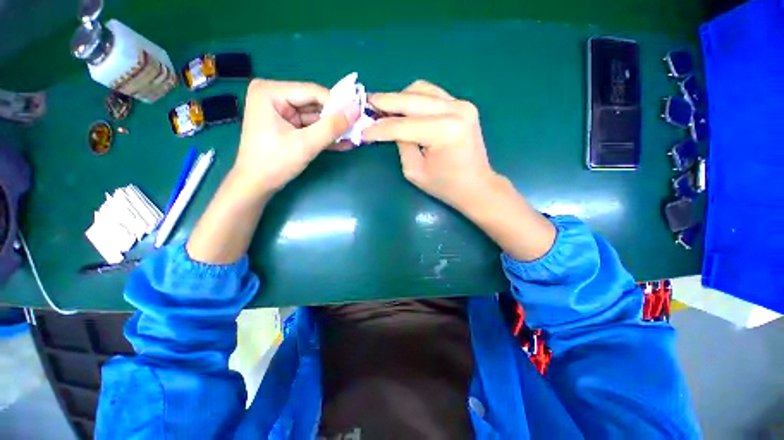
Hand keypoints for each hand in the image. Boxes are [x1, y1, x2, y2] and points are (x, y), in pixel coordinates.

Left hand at [233, 79, 359, 193]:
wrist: (257, 185)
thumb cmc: (275, 162)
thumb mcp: (306, 144)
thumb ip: (332, 127)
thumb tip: (356, 110)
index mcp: (270, 92)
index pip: (312, 92)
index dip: (337, 105)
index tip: (357, 117)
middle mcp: (274, 96)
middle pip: (314, 104)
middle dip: (335, 119)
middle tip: (357, 128)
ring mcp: (280, 111)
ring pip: (315, 117)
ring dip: (333, 129)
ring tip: (354, 137)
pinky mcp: (286, 125)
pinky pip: (310, 127)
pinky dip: (324, 135)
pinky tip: (342, 142)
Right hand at [365, 80, 554, 260]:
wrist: (477, 186)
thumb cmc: (445, 186)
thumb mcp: (415, 171)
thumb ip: (401, 144)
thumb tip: (389, 127)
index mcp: (444, 131)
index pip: (402, 125)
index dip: (378, 128)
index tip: (361, 130)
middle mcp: (455, 110)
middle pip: (411, 98)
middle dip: (385, 102)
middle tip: (366, 105)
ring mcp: (462, 104)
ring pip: (421, 90)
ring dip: (400, 99)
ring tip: (384, 109)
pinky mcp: (463, 105)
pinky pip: (432, 94)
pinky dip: (415, 100)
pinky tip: (405, 110)